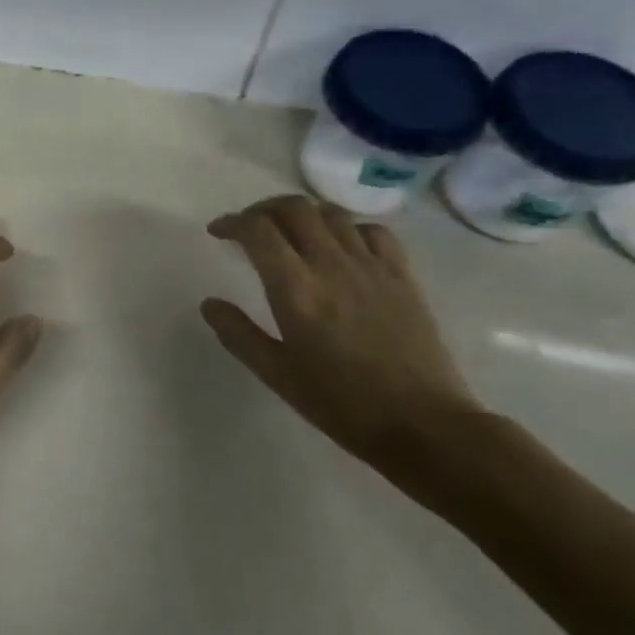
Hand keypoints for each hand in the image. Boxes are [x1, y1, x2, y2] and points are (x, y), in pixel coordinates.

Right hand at [200, 196, 483, 474]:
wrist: (424, 425)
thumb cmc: (341, 403)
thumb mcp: (276, 374)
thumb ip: (238, 333)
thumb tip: (209, 303)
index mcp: (295, 289)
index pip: (257, 230)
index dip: (232, 222)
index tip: (218, 232)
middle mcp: (331, 265)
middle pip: (294, 209)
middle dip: (263, 209)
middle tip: (250, 227)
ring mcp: (371, 267)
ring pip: (332, 214)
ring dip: (303, 213)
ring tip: (291, 231)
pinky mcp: (402, 277)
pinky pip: (374, 231)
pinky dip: (348, 228)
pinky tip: (341, 246)